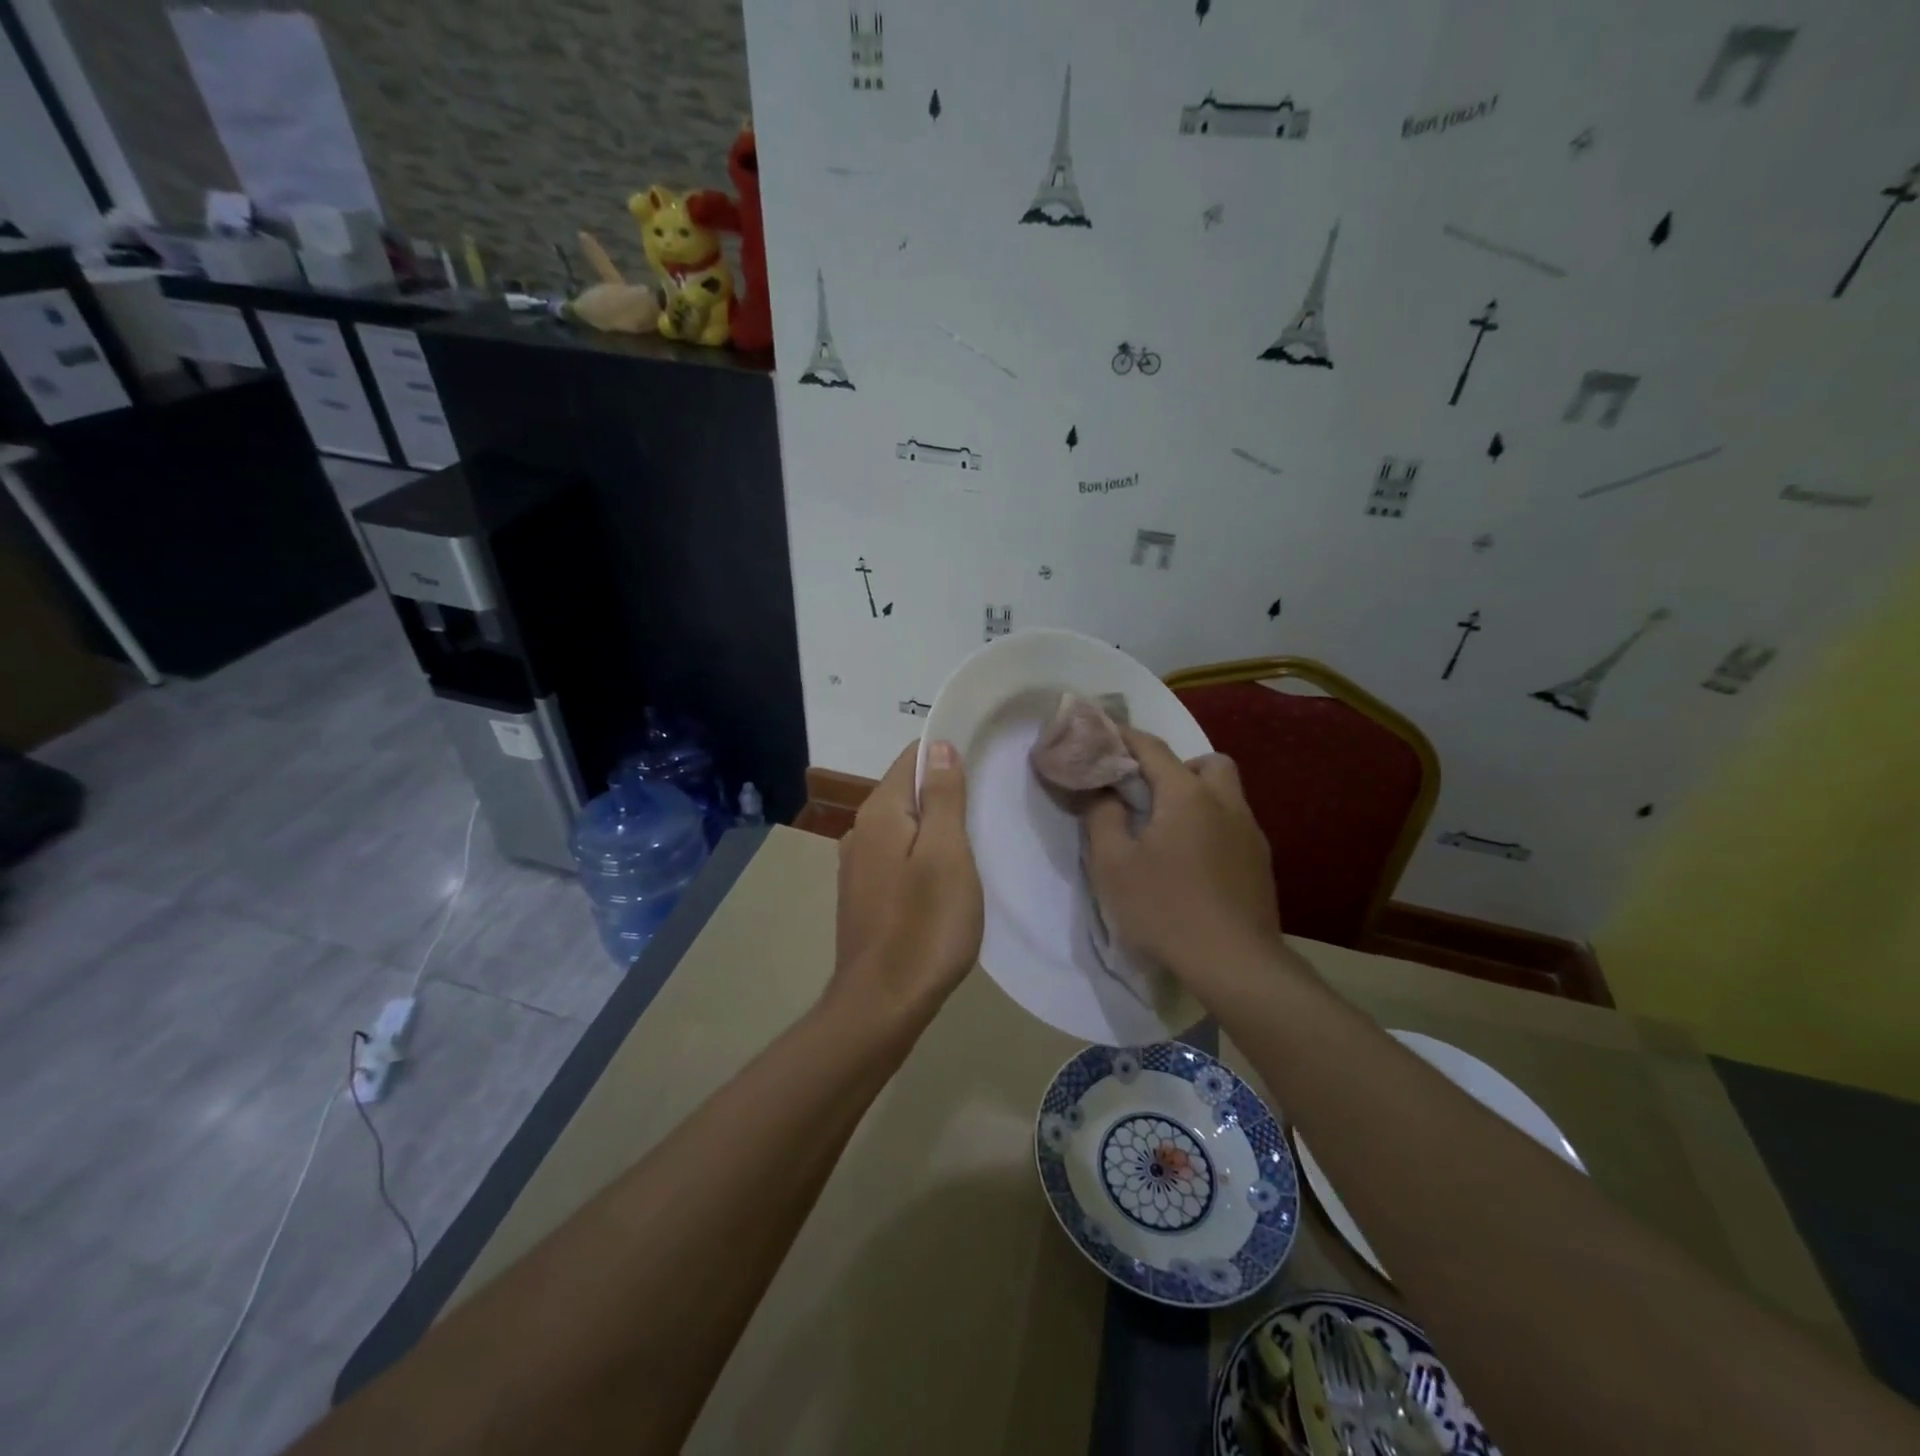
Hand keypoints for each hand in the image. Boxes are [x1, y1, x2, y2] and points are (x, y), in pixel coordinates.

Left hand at [829, 740, 983, 1028]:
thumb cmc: (925, 925)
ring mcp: (858, 866)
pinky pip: (897, 857)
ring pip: (904, 827)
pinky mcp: (864, 895)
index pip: (913, 758)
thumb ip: (942, 797)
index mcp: (879, 812)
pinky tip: (945, 879)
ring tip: (975, 844)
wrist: (882, 1005)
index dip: (948, 755)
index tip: (984, 768)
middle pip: (907, 791)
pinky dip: (922, 856)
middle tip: (989, 810)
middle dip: (945, 793)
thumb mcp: (946, 853)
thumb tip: (938, 746)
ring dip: (936, 828)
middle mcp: (860, 831)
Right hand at [1084, 728, 1281, 974]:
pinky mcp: (1261, 863)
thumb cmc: (1165, 909)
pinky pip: (1236, 825)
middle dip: (1178, 766)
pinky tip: (1196, 862)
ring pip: (1228, 793)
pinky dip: (1213, 826)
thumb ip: (1102, 818)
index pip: (1153, 749)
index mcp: (1186, 796)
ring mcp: (1250, 833)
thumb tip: (1104, 793)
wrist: (1233, 963)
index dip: (1126, 737)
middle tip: (1152, 795)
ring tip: (1171, 831)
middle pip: (1208, 763)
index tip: (1105, 735)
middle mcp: (1225, 803)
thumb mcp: (1112, 865)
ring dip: (1200, 796)